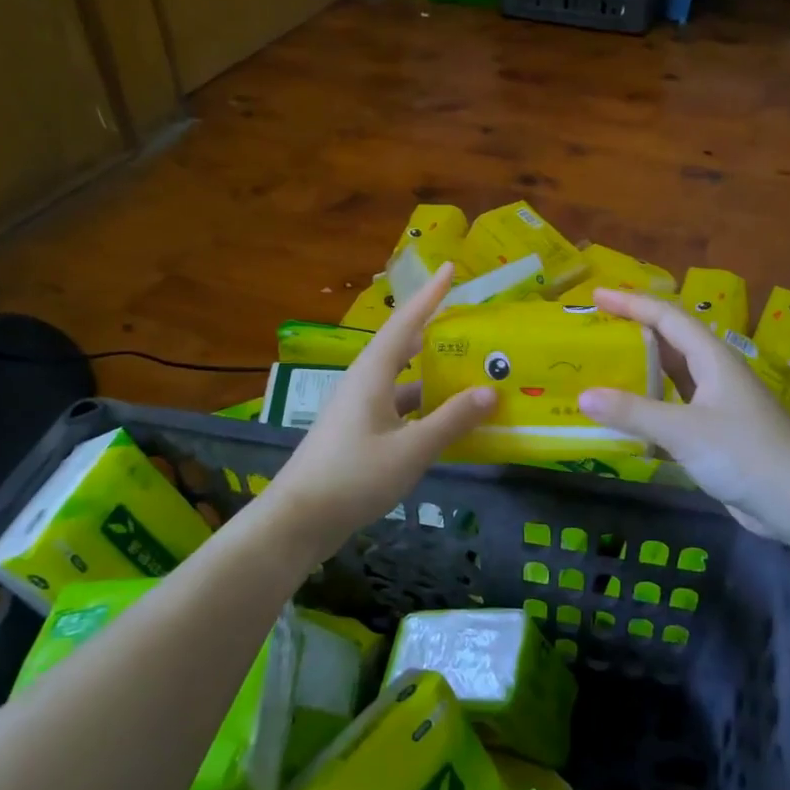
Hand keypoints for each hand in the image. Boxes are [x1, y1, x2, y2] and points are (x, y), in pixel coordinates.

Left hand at [265, 264, 494, 553]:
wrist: (298, 520)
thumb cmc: (353, 476)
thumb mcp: (411, 450)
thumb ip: (451, 420)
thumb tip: (491, 391)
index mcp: (372, 374)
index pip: (405, 323)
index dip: (429, 296)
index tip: (449, 269)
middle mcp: (364, 383)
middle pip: (403, 347)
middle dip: (434, 331)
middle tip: (468, 321)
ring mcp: (359, 410)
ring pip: (401, 380)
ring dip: (431, 374)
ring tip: (467, 369)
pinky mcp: (358, 434)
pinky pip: (398, 407)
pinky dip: (423, 407)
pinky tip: (445, 420)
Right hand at [578, 288, 789, 539]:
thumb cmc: (744, 455)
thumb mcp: (683, 430)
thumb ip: (633, 412)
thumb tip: (583, 396)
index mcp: (713, 359)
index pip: (667, 317)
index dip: (632, 303)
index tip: (596, 295)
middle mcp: (717, 373)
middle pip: (671, 341)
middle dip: (634, 330)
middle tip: (596, 328)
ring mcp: (719, 404)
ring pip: (674, 374)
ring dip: (642, 367)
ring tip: (606, 364)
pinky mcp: (718, 432)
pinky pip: (676, 405)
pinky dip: (651, 403)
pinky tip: (630, 414)